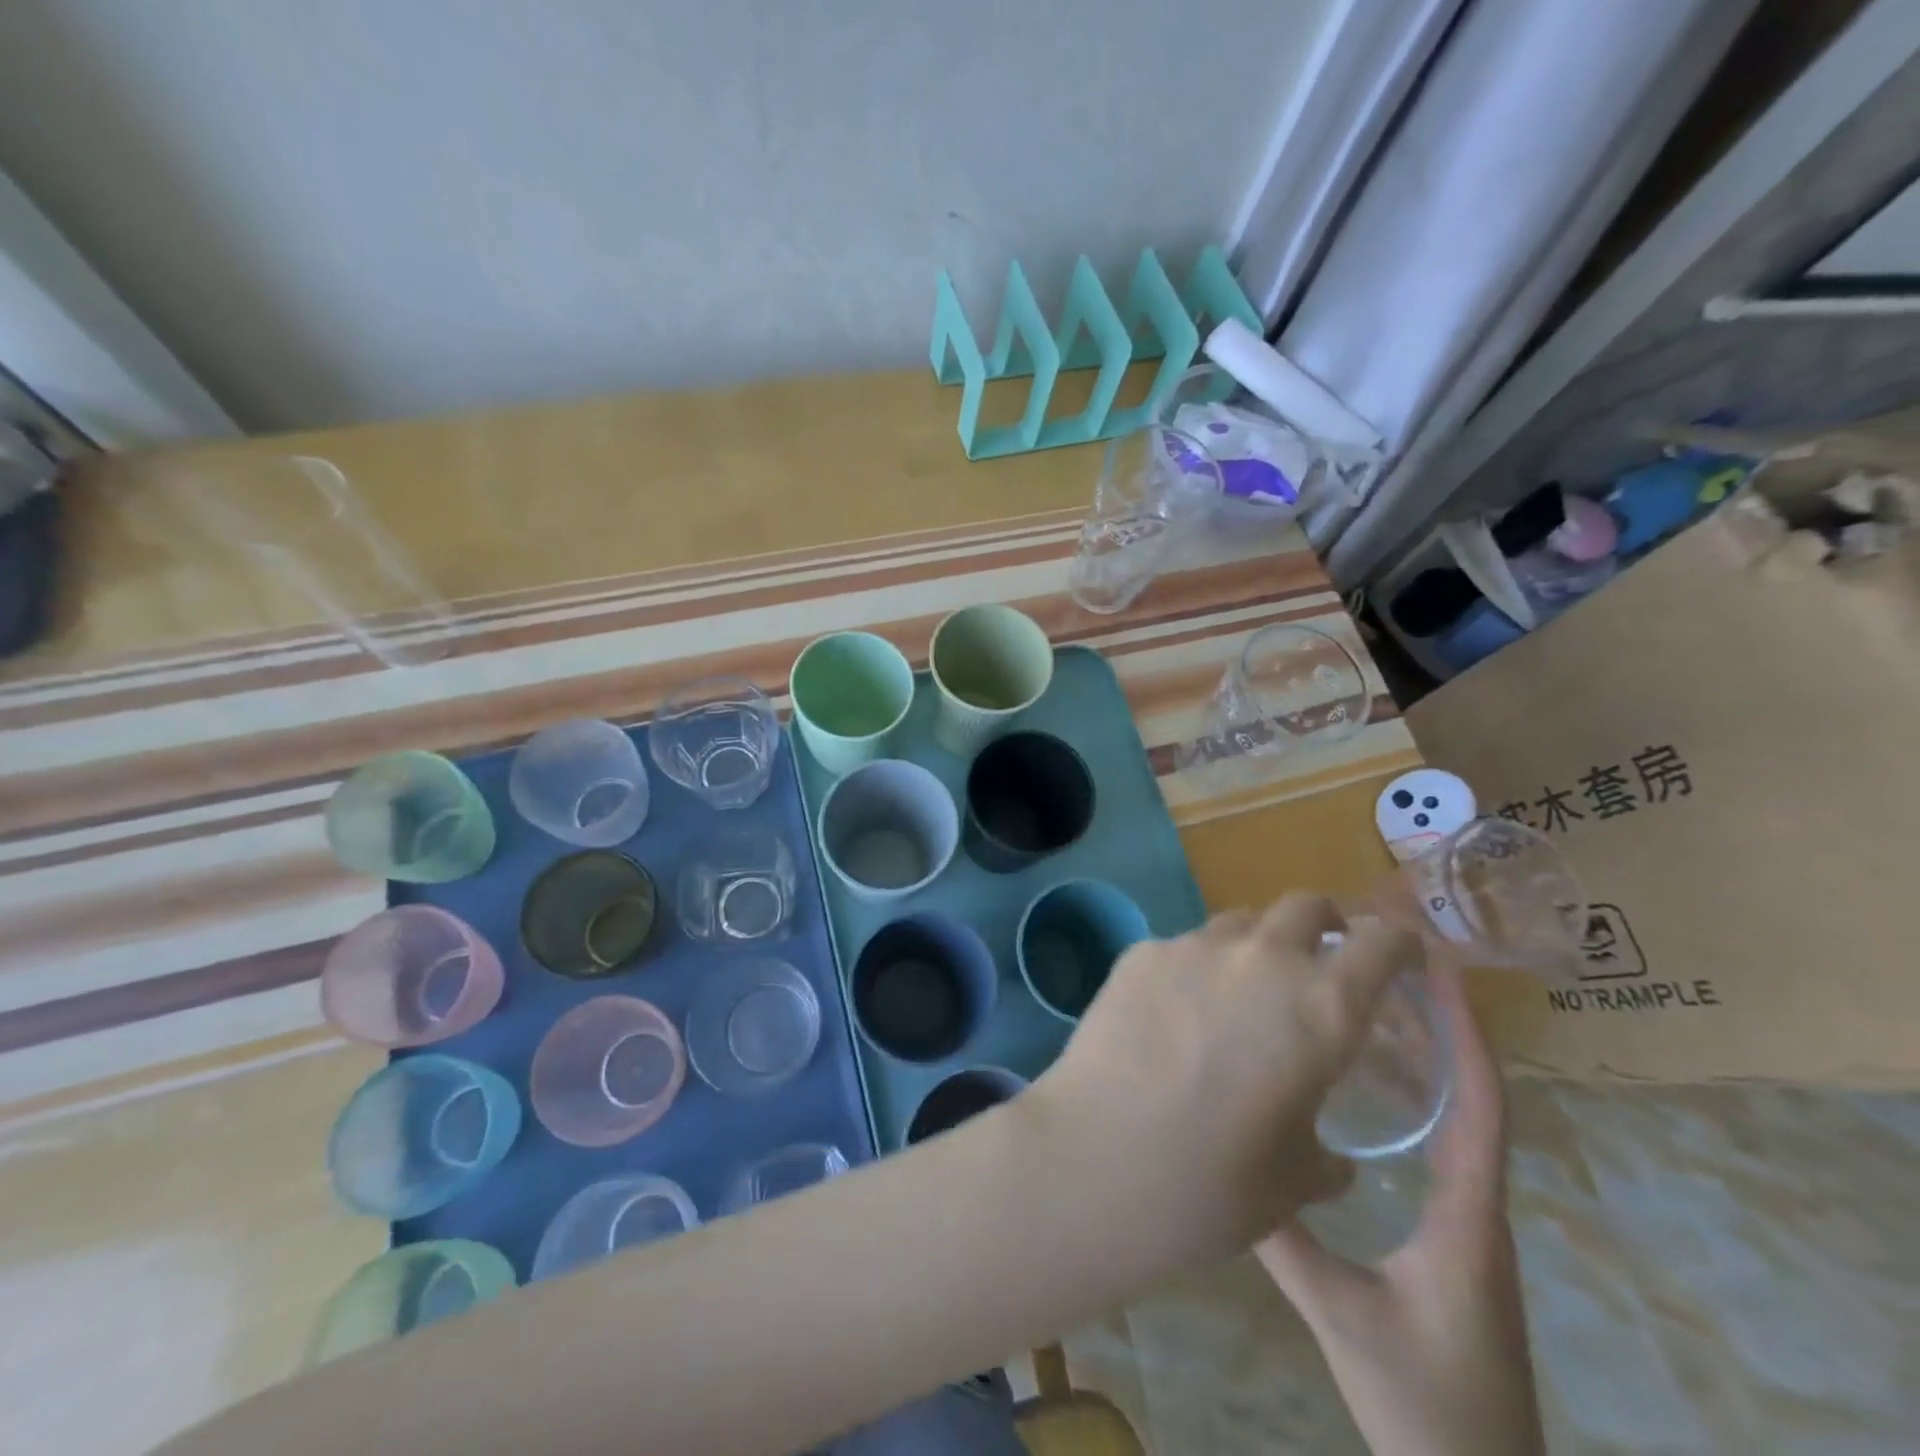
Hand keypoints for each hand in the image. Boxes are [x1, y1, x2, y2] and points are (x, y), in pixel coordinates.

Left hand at [1023, 895, 1421, 1264]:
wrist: (1099, 1158)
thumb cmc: (1213, 1184)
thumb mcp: (1295, 1181)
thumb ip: (1326, 1156)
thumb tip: (1333, 1159)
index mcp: (1323, 1007)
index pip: (1382, 942)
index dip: (1398, 942)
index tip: (1401, 952)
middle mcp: (1261, 959)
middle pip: (1304, 906)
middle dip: (1322, 924)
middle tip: (1317, 960)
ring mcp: (1193, 946)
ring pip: (1238, 924)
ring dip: (1253, 947)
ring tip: (1237, 994)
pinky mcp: (1140, 952)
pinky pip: (1182, 947)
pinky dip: (1194, 969)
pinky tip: (1172, 1016)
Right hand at [1255, 957, 1544, 1455]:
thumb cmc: (1424, 1406)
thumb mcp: (1342, 1316)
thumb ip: (1285, 1239)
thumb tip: (1230, 1159)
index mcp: (1468, 1217)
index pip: (1479, 1109)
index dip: (1465, 1036)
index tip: (1442, 973)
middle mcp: (1478, 1207)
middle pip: (1472, 1098)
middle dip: (1444, 1028)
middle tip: (1393, 968)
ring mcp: (1469, 1223)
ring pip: (1457, 1121)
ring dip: (1429, 1058)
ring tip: (1376, 1005)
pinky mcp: (1452, 1236)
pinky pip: (1441, 1147)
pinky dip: (1416, 1099)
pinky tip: (1372, 1087)